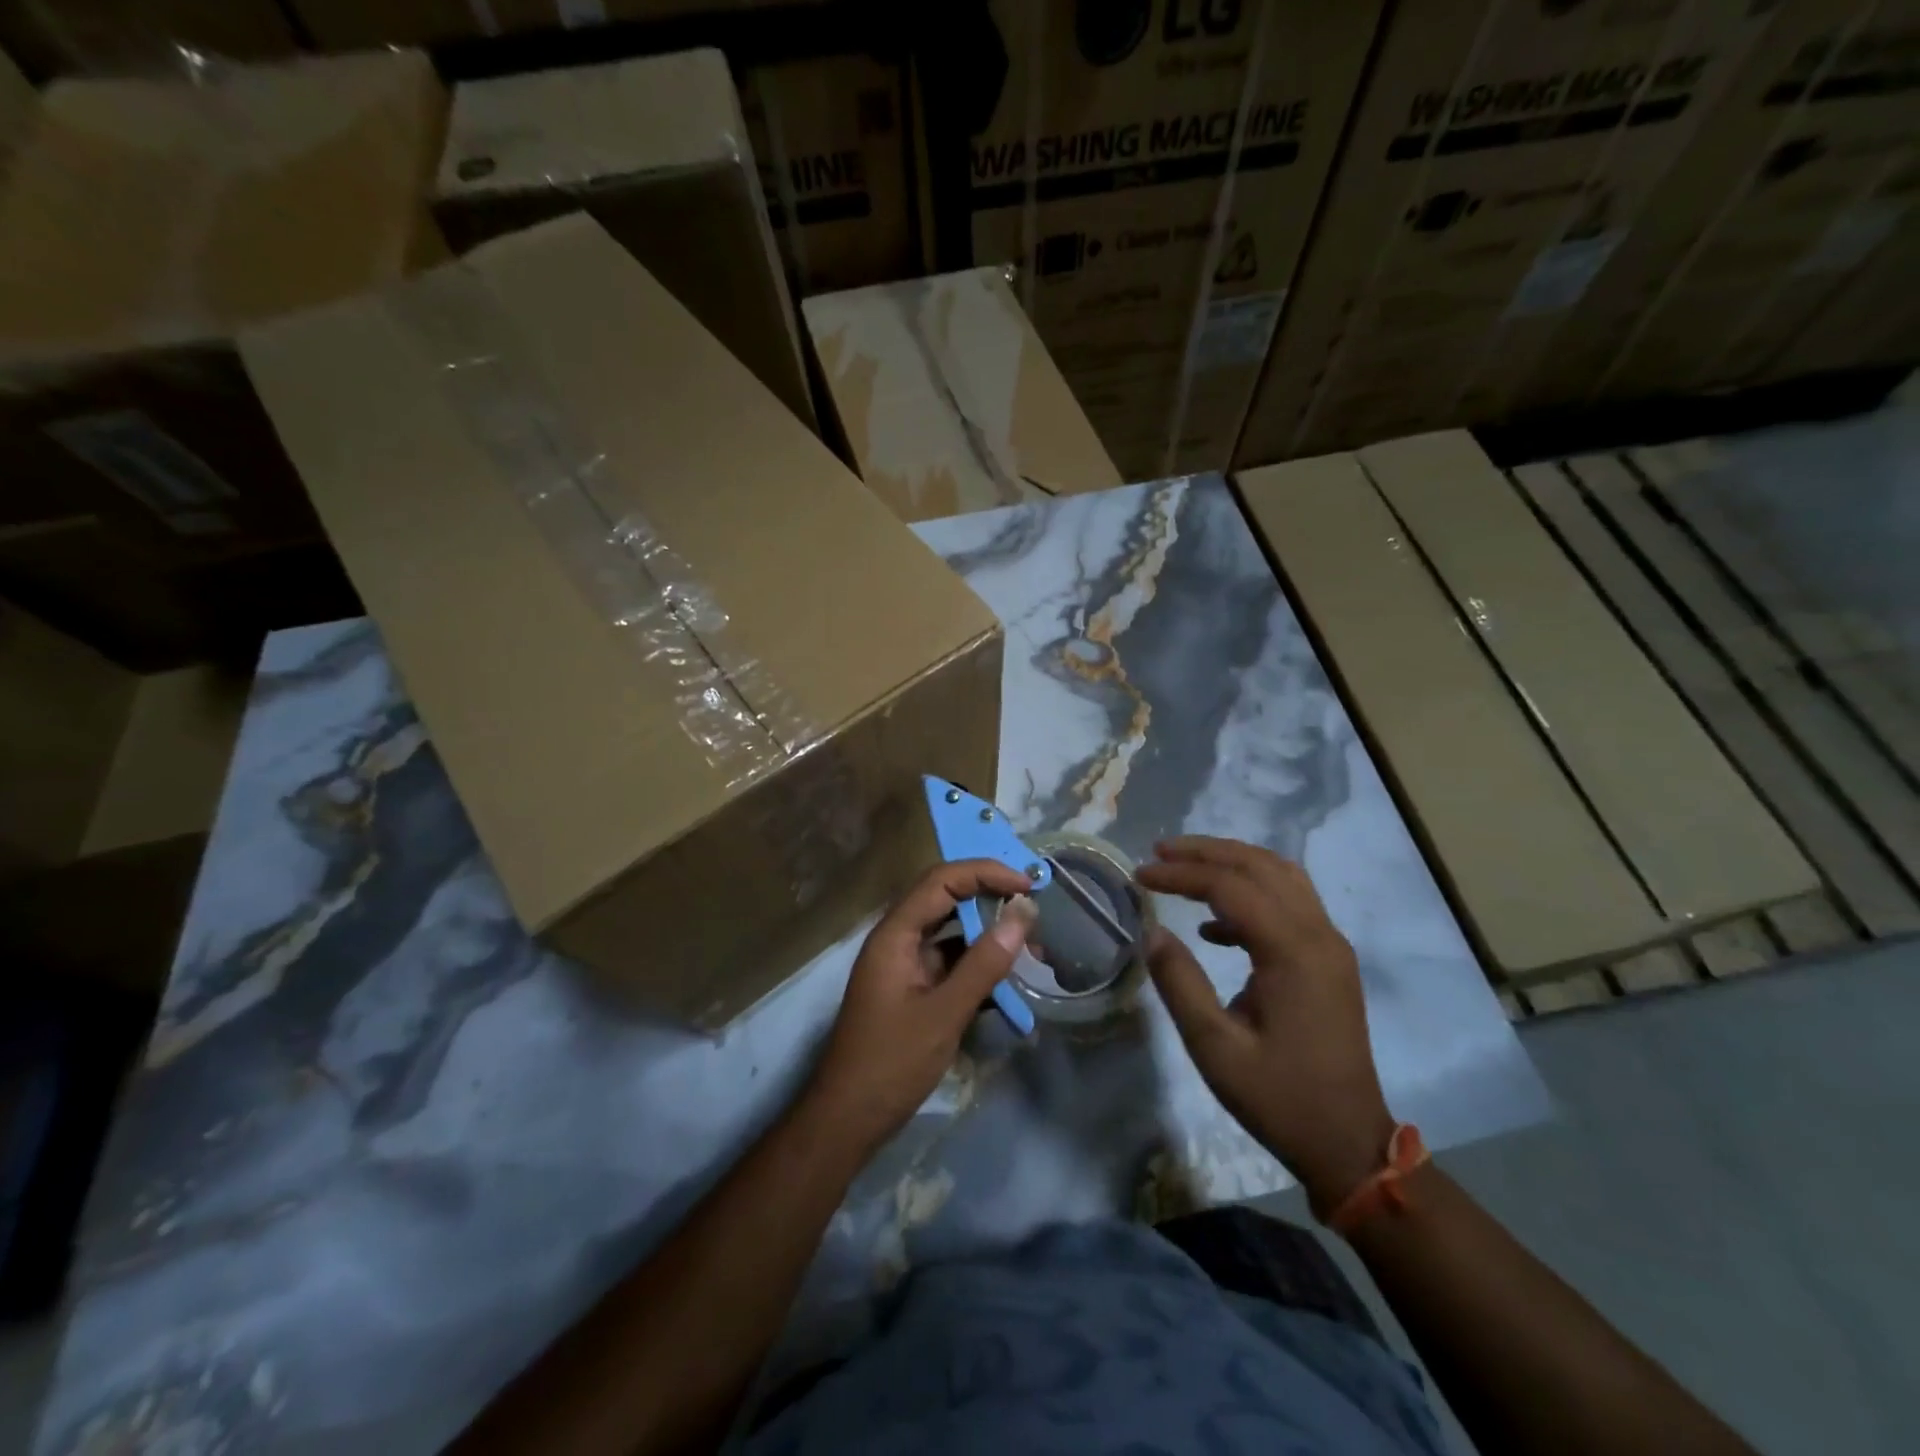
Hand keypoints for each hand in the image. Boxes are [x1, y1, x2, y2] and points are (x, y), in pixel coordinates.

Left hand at [804, 859, 1037, 1154]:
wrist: (848, 1119)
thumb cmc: (891, 1063)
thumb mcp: (945, 1013)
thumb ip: (985, 962)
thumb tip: (1023, 913)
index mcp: (895, 934)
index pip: (942, 880)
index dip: (986, 873)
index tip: (1028, 885)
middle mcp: (898, 939)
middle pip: (947, 899)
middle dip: (991, 899)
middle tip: (1035, 911)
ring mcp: (905, 965)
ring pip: (952, 932)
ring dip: (989, 935)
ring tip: (1032, 949)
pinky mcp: (914, 989)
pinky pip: (951, 962)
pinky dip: (979, 964)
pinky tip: (1009, 980)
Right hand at [1136, 837, 1393, 1213]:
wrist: (1349, 1143)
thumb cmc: (1279, 1098)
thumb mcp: (1215, 1048)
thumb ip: (1180, 983)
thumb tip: (1152, 932)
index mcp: (1293, 953)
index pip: (1231, 887)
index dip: (1182, 874)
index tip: (1139, 875)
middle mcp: (1319, 936)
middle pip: (1260, 866)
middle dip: (1206, 852)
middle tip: (1158, 851)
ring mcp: (1330, 945)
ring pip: (1281, 876)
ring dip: (1231, 863)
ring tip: (1184, 866)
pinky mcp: (1329, 960)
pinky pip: (1290, 903)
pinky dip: (1250, 894)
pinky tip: (1213, 926)